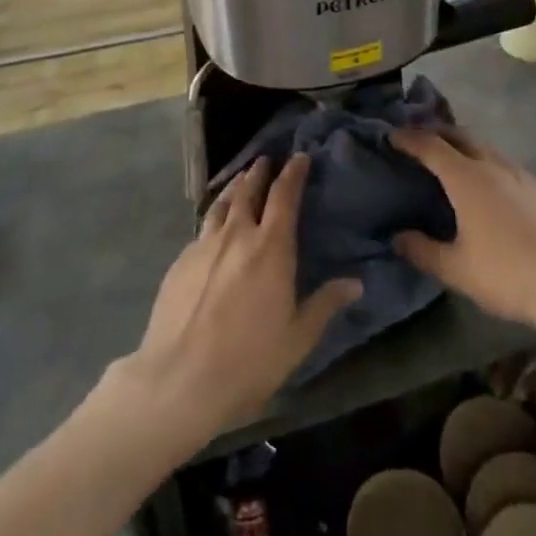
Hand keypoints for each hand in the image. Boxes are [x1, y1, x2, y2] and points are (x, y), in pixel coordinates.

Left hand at [120, 155, 360, 446]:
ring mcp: (203, 245)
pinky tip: (213, 227)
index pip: (284, 196)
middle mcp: (236, 235)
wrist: (180, 378)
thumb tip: (356, 283)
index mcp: (270, 247)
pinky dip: (214, 217)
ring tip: (241, 180)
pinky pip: (202, 228)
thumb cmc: (249, 360)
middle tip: (266, 160)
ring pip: (221, 204)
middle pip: (248, 191)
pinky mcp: (179, 261)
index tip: (300, 157)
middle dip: (259, 172)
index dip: (293, 173)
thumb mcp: (298, 338)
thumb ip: (325, 305)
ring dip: (234, 188)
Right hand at [390, 129, 535, 334]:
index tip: (391, 136)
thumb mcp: (456, 270)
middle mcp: (493, 166)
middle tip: (417, 141)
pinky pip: (504, 163)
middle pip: (460, 135)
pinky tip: (487, 186)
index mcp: (467, 179)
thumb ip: (422, 250)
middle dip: (435, 132)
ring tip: (449, 160)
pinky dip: (485, 161)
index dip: (408, 139)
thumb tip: (397, 237)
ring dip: (462, 145)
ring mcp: (522, 175)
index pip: (430, 146)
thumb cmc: (509, 275)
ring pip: (485, 146)